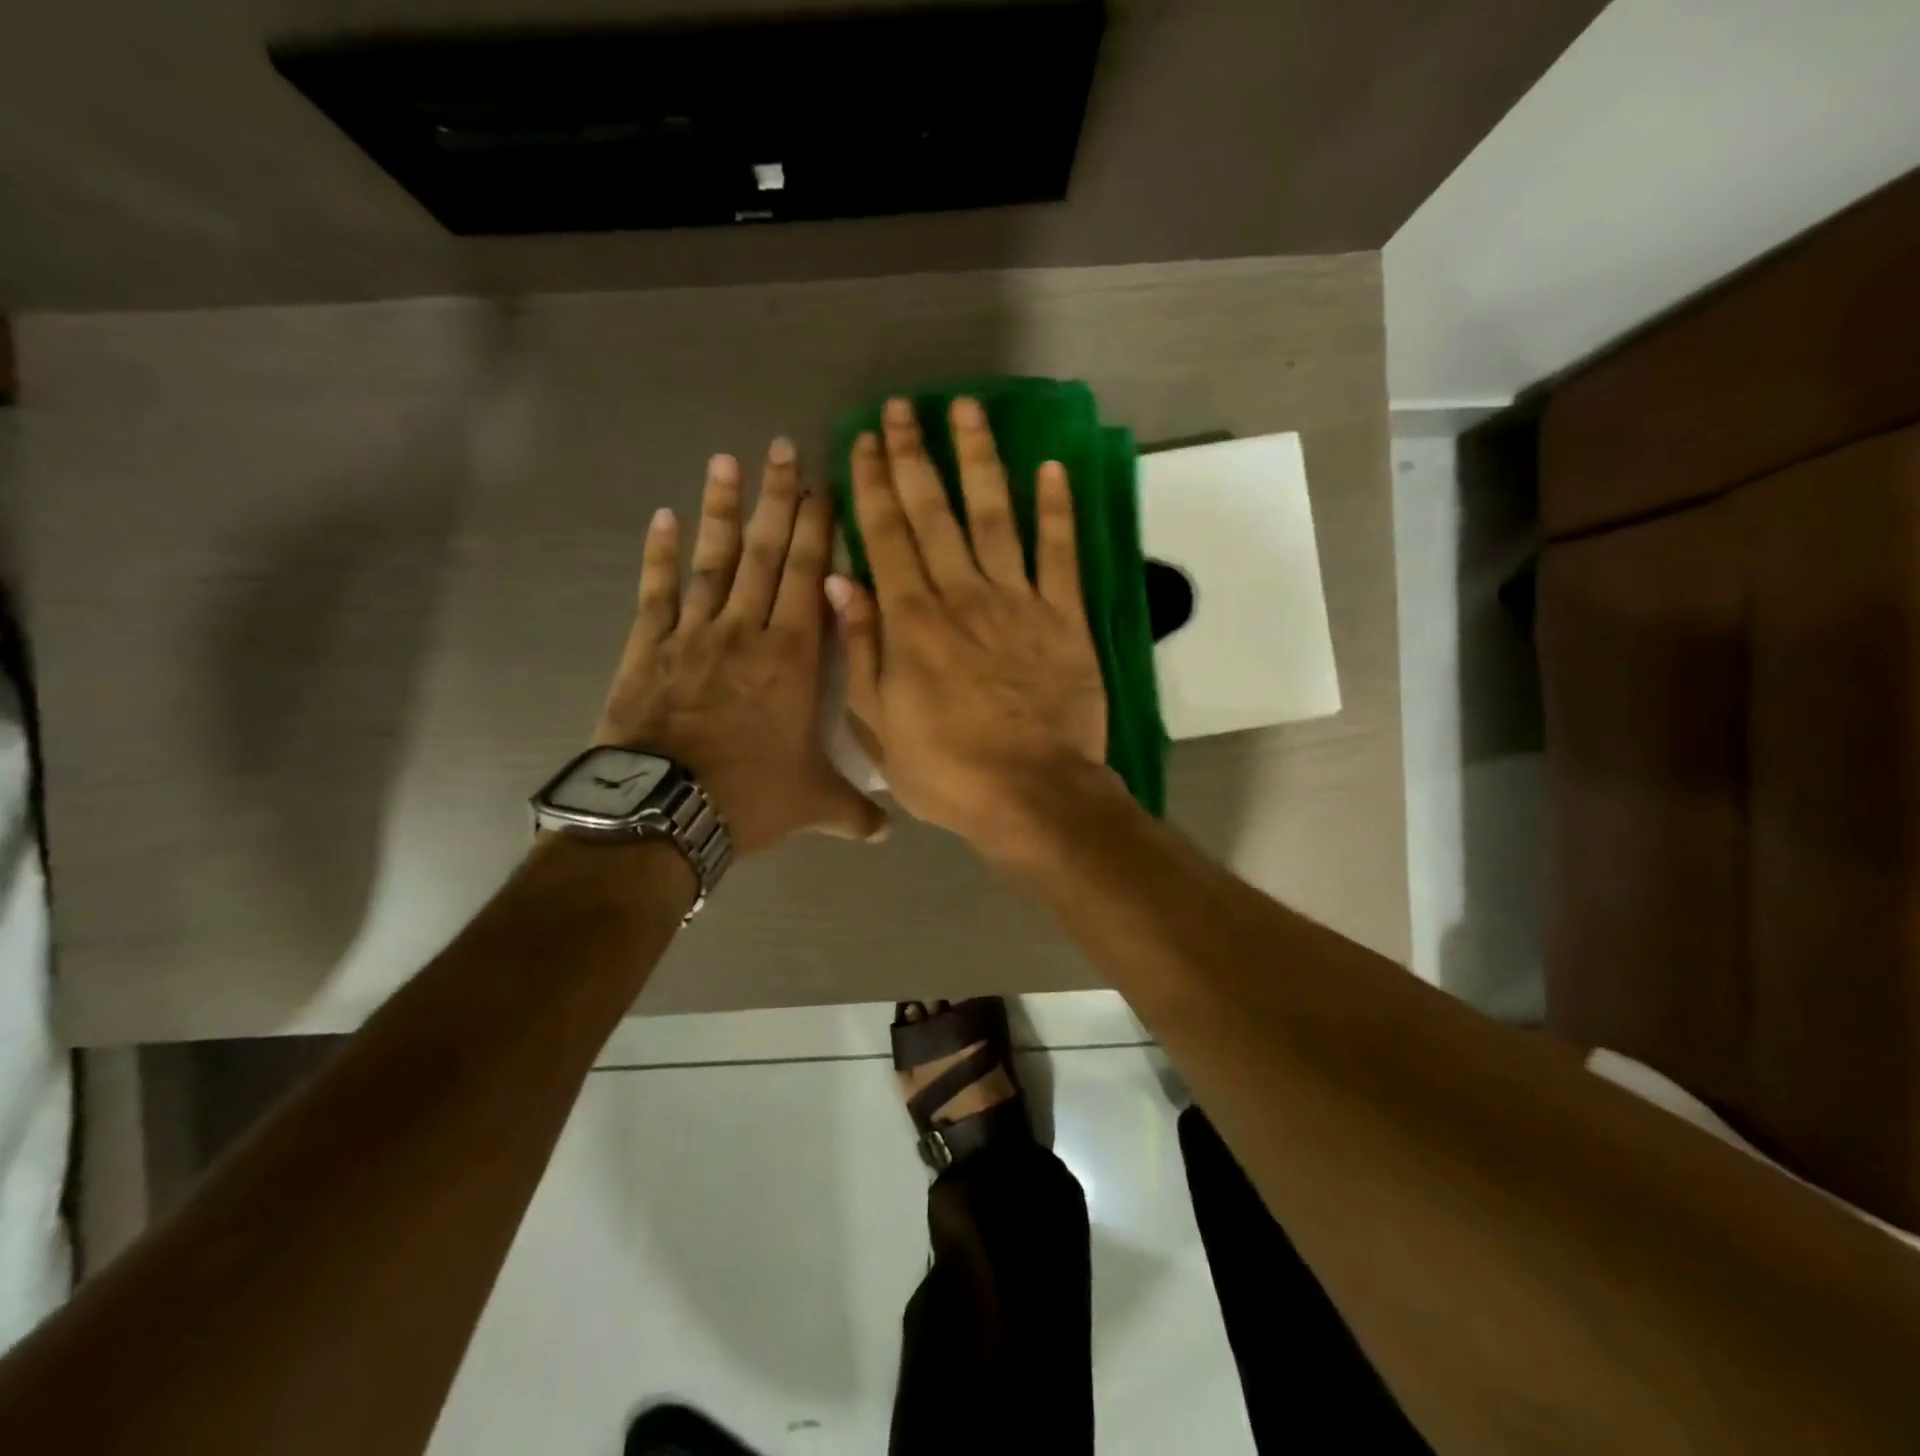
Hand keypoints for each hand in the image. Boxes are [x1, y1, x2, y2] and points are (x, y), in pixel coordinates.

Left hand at [595, 439, 885, 856]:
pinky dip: (660, 554)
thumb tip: (889, 833)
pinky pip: (657, 592)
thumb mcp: (813, 804)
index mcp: (793, 658)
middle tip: (783, 448)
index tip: (823, 486)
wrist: (665, 810)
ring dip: (721, 509)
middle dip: (777, 500)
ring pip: (713, 561)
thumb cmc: (751, 796)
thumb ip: (853, 812)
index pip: (809, 578)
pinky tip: (663, 517)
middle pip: (765, 553)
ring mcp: (695, 635)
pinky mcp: (650, 649)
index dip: (818, 529)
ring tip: (727, 459)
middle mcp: (747, 632)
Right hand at [829, 397, 1109, 859]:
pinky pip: (1061, 553)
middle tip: (902, 408)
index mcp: (912, 622)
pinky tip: (1052, 469)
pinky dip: (1057, 510)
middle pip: (934, 512)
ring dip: (979, 460)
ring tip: (967, 410)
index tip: (863, 440)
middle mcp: (961, 595)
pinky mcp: (1064, 617)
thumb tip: (840, 582)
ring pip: (995, 516)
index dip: (873, 484)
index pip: (886, 536)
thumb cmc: (948, 771)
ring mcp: (1017, 602)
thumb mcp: (879, 725)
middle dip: (914, 456)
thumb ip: (860, 650)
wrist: (1033, 795)